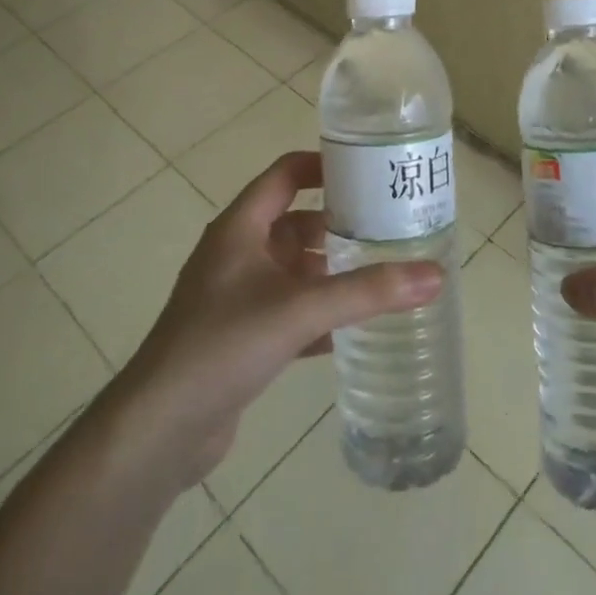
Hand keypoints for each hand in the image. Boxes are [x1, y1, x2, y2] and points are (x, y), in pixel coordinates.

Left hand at [107, 151, 441, 489]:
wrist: (160, 429)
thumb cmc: (224, 345)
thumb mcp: (300, 309)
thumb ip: (368, 292)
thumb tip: (435, 274)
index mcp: (240, 227)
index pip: (285, 174)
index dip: (324, 165)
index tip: (369, 171)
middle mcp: (237, 253)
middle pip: (295, 222)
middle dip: (338, 225)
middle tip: (389, 228)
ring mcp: (236, 296)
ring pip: (293, 269)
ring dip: (330, 271)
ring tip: (380, 275)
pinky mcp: (240, 336)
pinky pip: (288, 311)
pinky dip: (317, 315)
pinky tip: (351, 331)